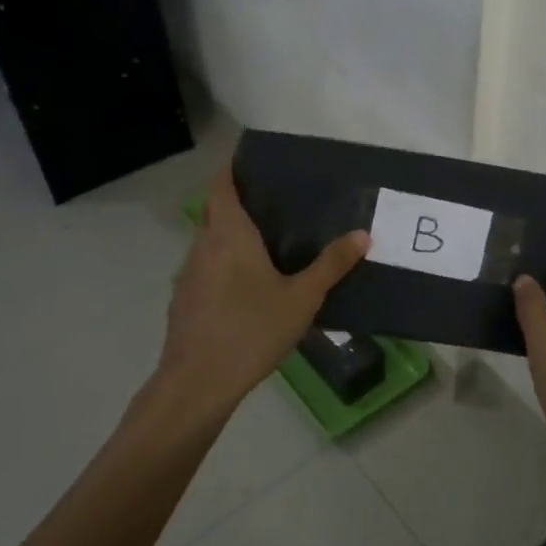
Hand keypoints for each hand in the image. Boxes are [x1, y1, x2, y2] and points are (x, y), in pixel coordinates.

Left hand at [152, 163, 368, 419]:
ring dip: (230, 235)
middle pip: (215, 211)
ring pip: (208, 241)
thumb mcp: (302, 298)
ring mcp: (188, 274)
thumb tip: (362, 235)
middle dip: (237, 202)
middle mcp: (203, 245)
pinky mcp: (183, 300)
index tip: (253, 162)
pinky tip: (246, 287)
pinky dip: (223, 264)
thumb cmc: (252, 330)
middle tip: (274, 203)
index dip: (232, 169)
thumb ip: (331, 265)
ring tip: (265, 243)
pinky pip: (205, 268)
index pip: (221, 185)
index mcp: (229, 234)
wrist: (198, 382)